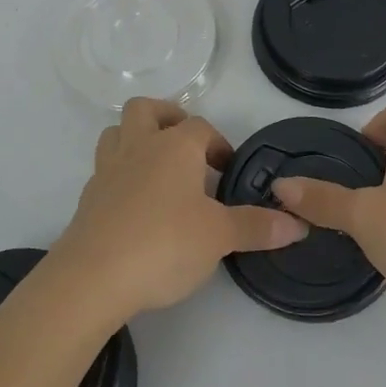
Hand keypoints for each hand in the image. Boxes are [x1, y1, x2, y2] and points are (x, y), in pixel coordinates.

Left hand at [51, 98, 306, 324]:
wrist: (93, 277)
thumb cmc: (164, 243)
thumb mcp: (219, 237)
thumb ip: (256, 227)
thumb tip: (297, 224)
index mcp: (173, 146)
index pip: (200, 127)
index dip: (217, 143)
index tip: (227, 171)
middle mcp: (138, 146)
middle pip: (146, 109)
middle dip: (167, 118)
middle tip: (186, 146)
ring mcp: (107, 170)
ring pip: (116, 133)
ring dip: (136, 139)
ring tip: (157, 167)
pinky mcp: (88, 198)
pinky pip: (105, 169)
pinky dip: (121, 175)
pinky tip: (135, 204)